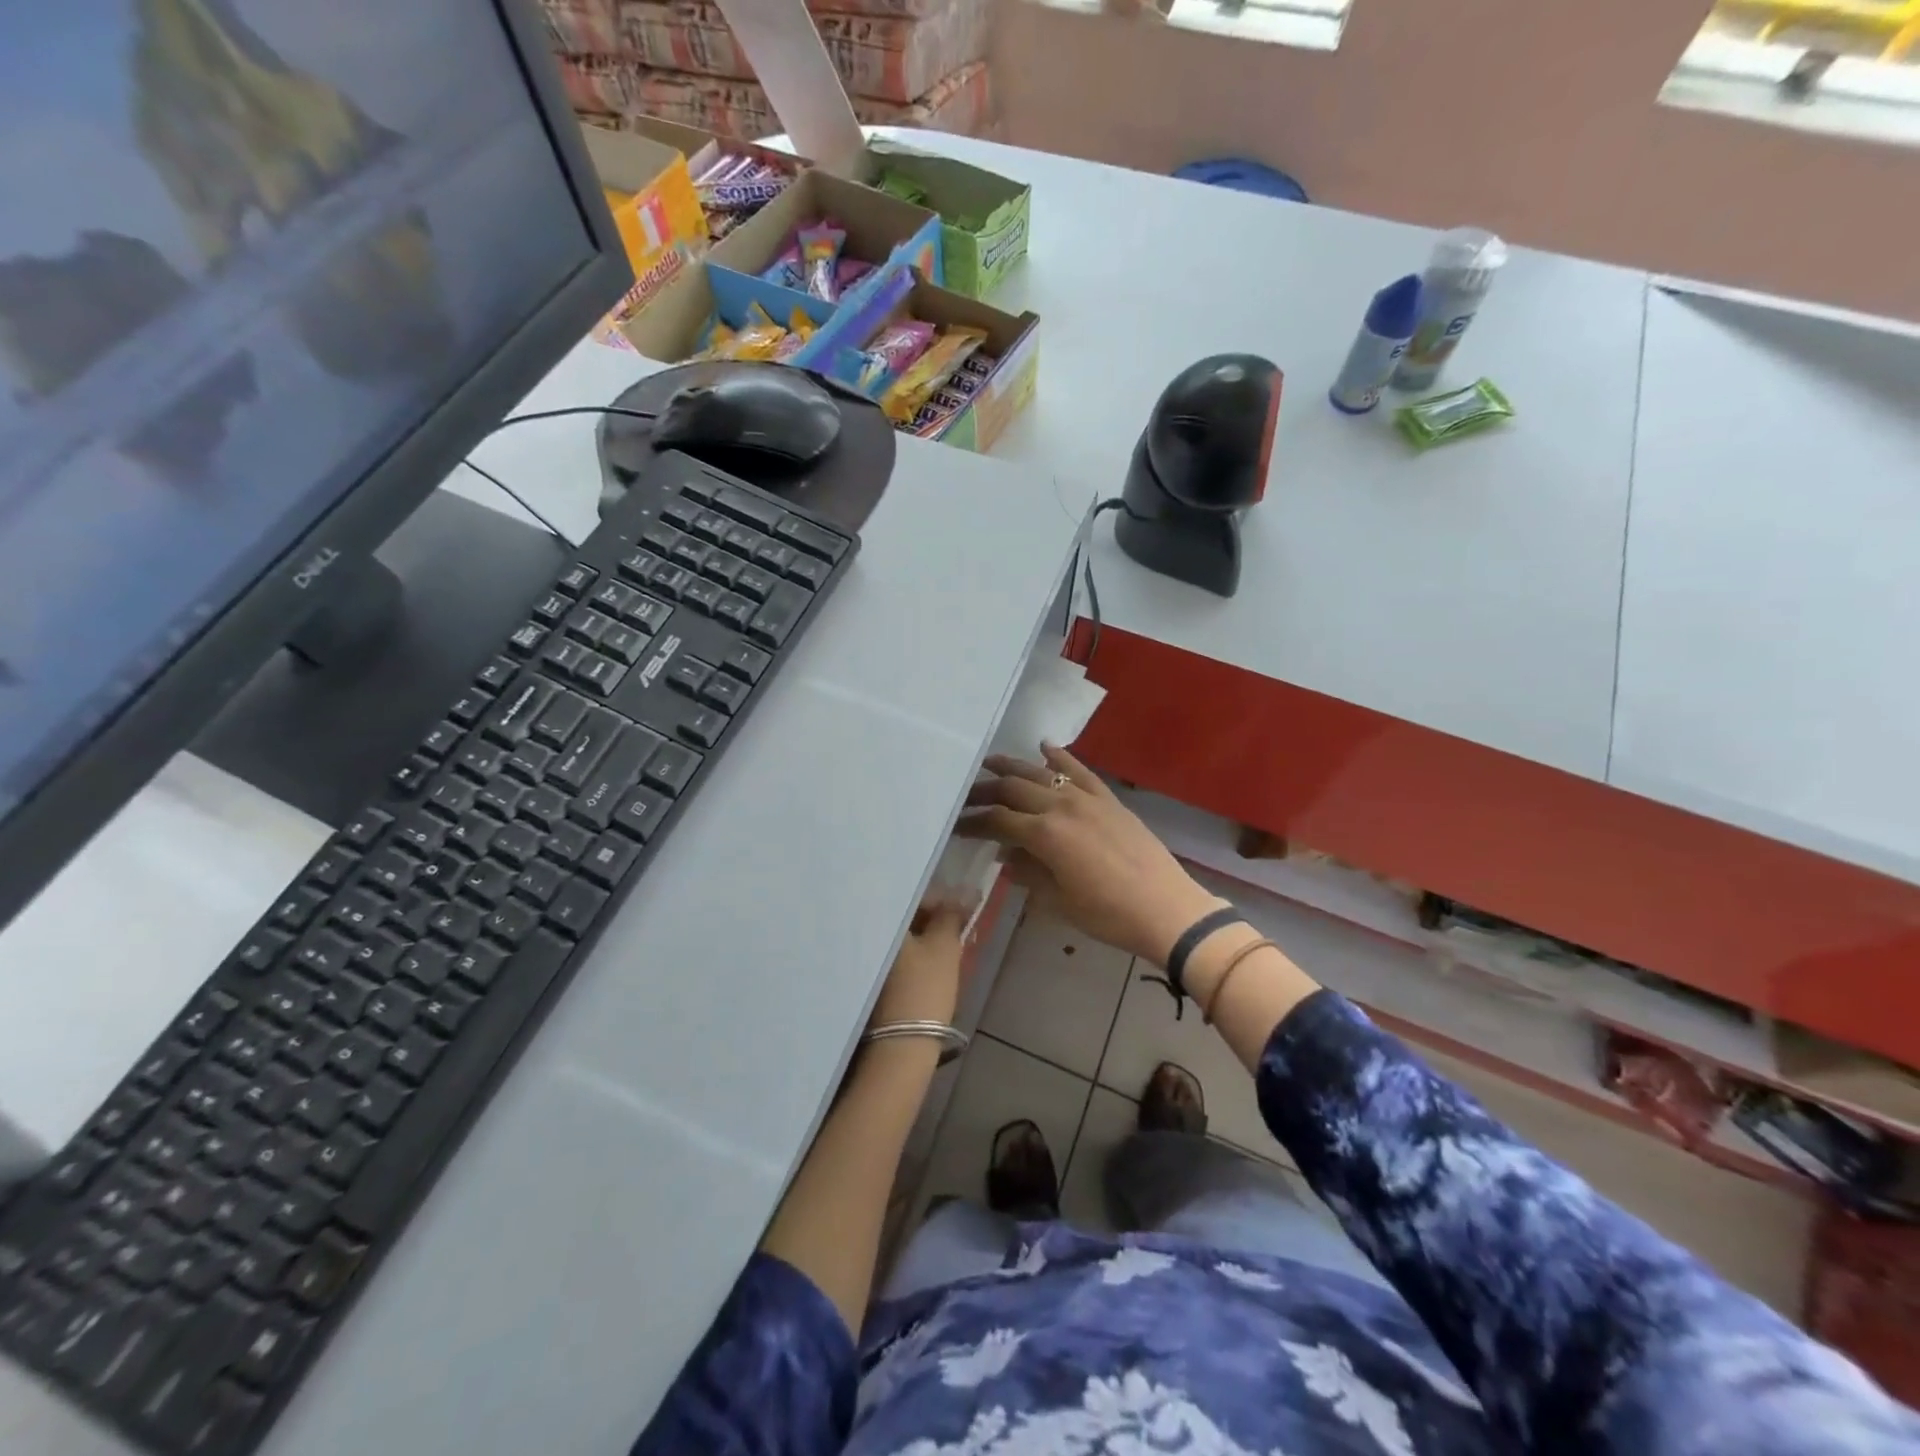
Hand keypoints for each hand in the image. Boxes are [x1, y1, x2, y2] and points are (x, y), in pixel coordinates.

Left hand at [869, 896, 968, 1028]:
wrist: (900, 1047)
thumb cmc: (923, 989)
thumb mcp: (944, 947)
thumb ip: (951, 916)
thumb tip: (963, 893)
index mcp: (877, 919)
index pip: (910, 895)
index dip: (939, 900)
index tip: (960, 911)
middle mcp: (861, 934)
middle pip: (901, 916)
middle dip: (928, 919)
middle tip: (954, 928)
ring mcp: (859, 959)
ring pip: (897, 938)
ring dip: (919, 937)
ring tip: (944, 946)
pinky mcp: (863, 981)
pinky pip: (891, 956)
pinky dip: (908, 955)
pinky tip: (926, 964)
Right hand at [957, 744, 1225, 965]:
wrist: (1166, 909)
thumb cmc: (1108, 914)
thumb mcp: (1059, 900)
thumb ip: (1028, 872)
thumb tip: (1005, 855)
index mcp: (1045, 834)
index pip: (998, 820)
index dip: (974, 822)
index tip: (956, 824)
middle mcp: (1061, 806)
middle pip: (1014, 789)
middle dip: (985, 791)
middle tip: (965, 794)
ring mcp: (1087, 798)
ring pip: (1042, 773)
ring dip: (1014, 767)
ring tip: (991, 763)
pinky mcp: (1109, 798)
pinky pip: (1080, 770)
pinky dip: (1061, 757)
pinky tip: (1045, 747)